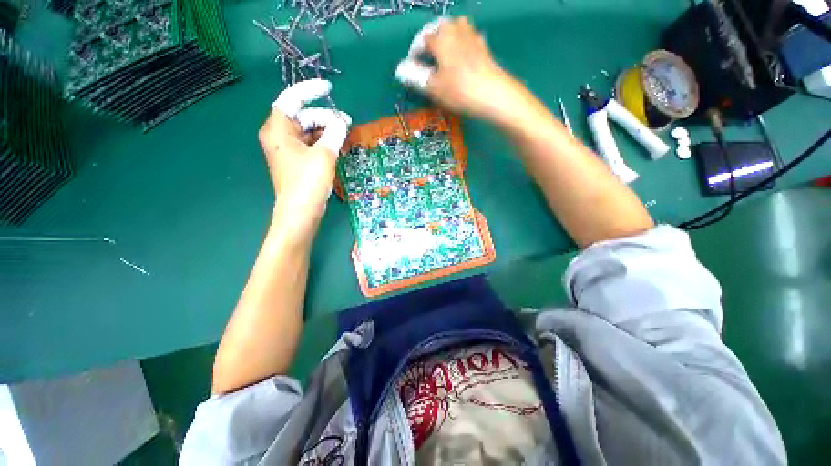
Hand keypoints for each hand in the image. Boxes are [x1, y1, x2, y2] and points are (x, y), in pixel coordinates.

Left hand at [260, 79, 350, 235]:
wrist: (300, 212)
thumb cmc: (308, 182)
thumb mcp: (324, 155)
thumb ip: (334, 133)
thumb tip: (341, 122)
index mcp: (278, 129)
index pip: (291, 99)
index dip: (310, 90)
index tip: (329, 88)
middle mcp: (279, 136)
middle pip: (302, 116)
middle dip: (324, 116)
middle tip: (346, 122)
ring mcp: (288, 150)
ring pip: (308, 131)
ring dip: (326, 130)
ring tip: (344, 135)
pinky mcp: (297, 161)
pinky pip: (310, 144)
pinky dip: (323, 142)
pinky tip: (337, 145)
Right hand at [395, 17, 520, 120]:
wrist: (493, 94)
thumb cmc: (458, 90)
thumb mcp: (433, 86)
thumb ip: (415, 76)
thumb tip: (399, 69)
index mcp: (440, 37)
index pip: (422, 39)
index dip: (415, 54)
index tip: (413, 70)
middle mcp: (456, 30)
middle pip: (439, 29)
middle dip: (431, 43)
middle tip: (428, 62)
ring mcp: (473, 36)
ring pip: (456, 30)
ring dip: (447, 41)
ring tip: (444, 59)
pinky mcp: (484, 47)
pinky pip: (470, 40)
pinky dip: (462, 46)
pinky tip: (463, 59)